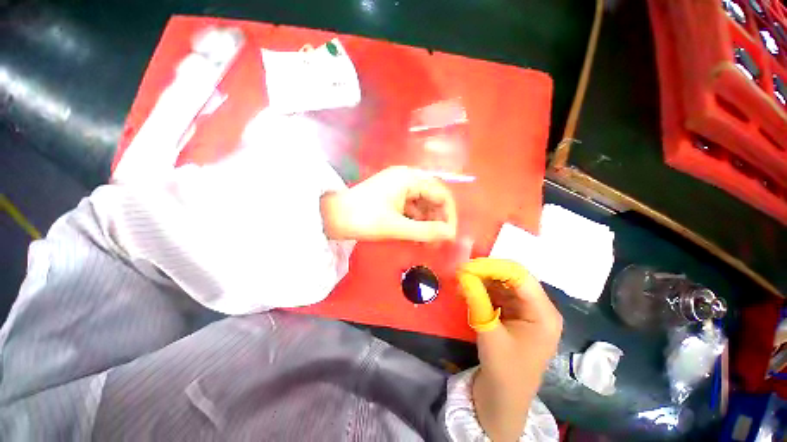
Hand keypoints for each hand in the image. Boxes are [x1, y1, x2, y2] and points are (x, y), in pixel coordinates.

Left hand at [320, 166, 457, 241]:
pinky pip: (411, 208)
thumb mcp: (396, 227)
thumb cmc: (362, 219)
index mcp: (409, 178)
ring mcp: (399, 187)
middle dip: (437, 220)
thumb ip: (425, 231)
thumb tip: (450, 235)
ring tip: (427, 243)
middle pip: (433, 198)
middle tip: (437, 242)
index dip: (448, 215)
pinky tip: (417, 236)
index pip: (441, 194)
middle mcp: (407, 178)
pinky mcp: (392, 196)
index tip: (449, 237)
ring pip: (422, 204)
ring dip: (427, 223)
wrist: (331, 217)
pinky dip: (416, 221)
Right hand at [457, 258, 562, 441]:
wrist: (504, 399)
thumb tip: (463, 273)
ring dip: (482, 280)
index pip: (519, 276)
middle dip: (486, 272)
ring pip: (503, 284)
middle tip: (461, 272)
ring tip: (461, 281)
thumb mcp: (489, 334)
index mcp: (543, 313)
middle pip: (512, 277)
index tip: (467, 266)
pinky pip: (498, 294)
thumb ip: (477, 300)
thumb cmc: (504, 372)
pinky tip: (467, 291)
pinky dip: (482, 290)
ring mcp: (526, 310)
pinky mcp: (514, 314)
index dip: (493, 267)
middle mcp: (538, 307)